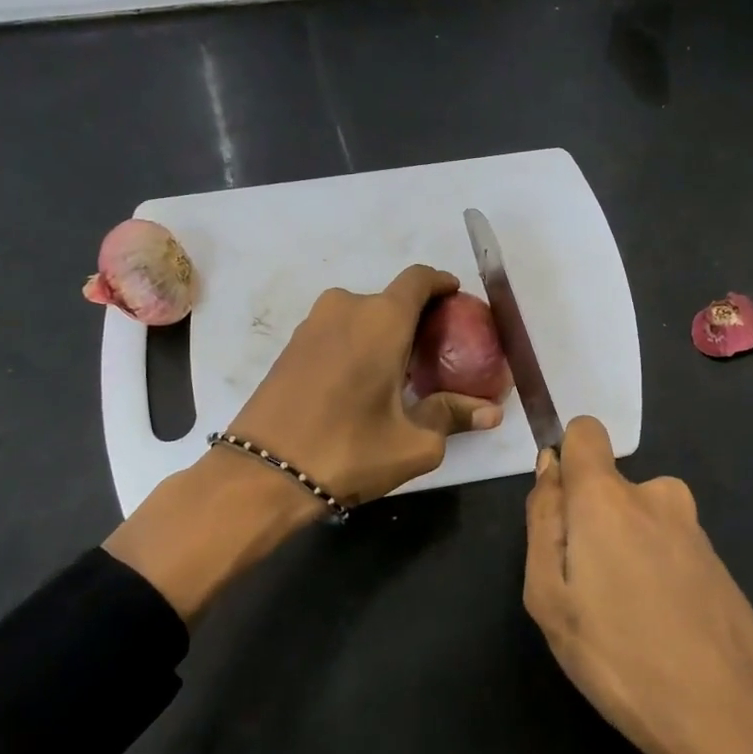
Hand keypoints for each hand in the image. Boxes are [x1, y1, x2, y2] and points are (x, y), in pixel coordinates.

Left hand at [228, 264, 502, 506]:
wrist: (261, 474)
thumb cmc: (348, 450)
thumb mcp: (414, 443)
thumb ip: (452, 417)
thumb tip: (491, 414)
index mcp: (382, 320)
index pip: (419, 279)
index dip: (441, 283)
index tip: (456, 298)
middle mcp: (346, 308)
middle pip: (390, 299)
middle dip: (415, 318)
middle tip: (434, 350)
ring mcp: (312, 325)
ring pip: (361, 315)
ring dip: (382, 332)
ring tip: (398, 369)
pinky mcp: (291, 346)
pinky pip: (337, 331)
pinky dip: (356, 343)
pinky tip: (362, 380)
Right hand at [523, 417, 752, 753]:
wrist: (736, 718)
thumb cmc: (622, 657)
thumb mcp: (550, 597)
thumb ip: (542, 521)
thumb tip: (550, 467)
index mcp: (608, 495)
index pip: (586, 432)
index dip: (566, 460)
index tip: (560, 512)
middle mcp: (656, 494)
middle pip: (607, 488)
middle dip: (589, 525)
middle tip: (586, 595)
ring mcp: (692, 526)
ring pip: (637, 521)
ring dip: (623, 554)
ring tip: (623, 621)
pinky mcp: (716, 558)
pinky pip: (666, 547)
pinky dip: (654, 574)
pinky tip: (660, 631)